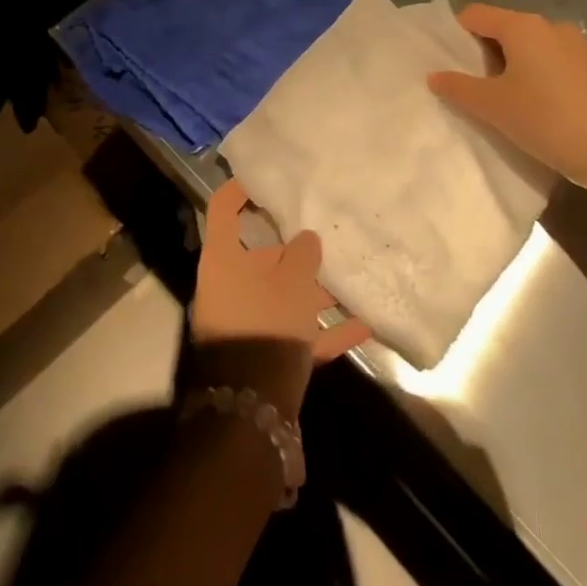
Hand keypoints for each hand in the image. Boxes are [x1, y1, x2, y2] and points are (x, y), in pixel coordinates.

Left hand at [189, 181, 371, 415]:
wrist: (254, 407)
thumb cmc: (266, 323)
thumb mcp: (291, 281)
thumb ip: (302, 254)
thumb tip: (307, 239)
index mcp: (223, 259)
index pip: (224, 208)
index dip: (240, 189)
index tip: (265, 177)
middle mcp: (229, 286)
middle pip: (261, 255)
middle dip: (294, 247)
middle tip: (324, 230)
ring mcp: (247, 322)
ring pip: (283, 295)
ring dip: (315, 290)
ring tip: (351, 276)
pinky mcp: (266, 354)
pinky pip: (297, 332)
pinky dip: (325, 328)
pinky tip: (363, 324)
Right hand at [427, 3, 586, 193]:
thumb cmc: (548, 122)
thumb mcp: (493, 107)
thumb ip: (458, 87)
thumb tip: (435, 75)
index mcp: (523, 27)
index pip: (475, 15)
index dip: (457, 37)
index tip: (452, 67)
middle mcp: (553, 26)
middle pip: (505, 30)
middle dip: (487, 56)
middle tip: (480, 91)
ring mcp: (582, 46)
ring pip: (534, 49)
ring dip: (518, 68)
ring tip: (514, 104)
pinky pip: (559, 64)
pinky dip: (545, 79)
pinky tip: (549, 112)